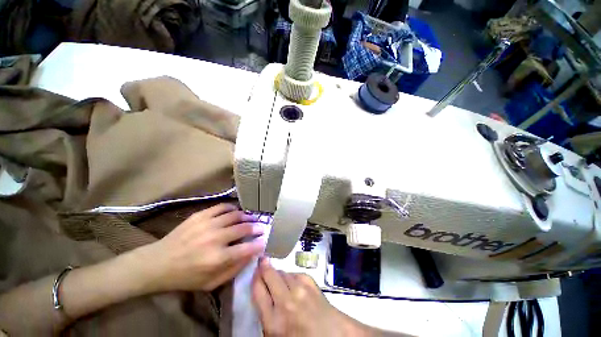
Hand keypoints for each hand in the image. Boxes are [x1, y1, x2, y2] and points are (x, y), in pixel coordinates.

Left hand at [144, 203, 264, 291]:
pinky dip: (232, 208)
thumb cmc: (186, 277)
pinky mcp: (200, 215)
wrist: (157, 263)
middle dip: (256, 227)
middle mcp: (215, 238)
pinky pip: (222, 207)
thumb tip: (251, 255)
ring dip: (246, 217)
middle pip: (243, 228)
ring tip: (250, 219)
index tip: (264, 241)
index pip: (247, 249)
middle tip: (261, 227)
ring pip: (235, 215)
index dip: (259, 244)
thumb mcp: (211, 283)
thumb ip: (234, 270)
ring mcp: (207, 224)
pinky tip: (235, 212)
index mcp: (217, 259)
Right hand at [252, 258, 371, 336]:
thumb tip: (263, 290)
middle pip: (270, 275)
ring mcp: (300, 289)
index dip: (255, 277)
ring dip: (279, 274)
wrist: (332, 336)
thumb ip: (266, 313)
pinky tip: (293, 283)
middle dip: (264, 267)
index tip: (255, 271)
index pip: (258, 291)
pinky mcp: (311, 282)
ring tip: (279, 279)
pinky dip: (292, 276)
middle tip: (262, 262)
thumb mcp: (276, 334)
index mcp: (273, 322)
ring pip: (283, 272)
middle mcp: (285, 302)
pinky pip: (296, 273)